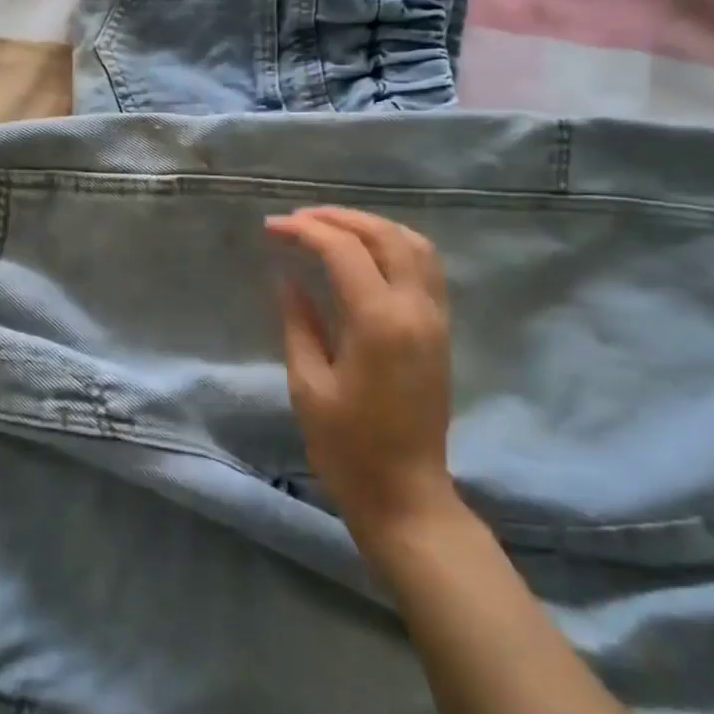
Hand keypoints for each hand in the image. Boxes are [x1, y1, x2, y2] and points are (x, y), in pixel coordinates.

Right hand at [266, 207, 467, 555]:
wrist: (406, 495)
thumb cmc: (347, 447)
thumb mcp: (308, 384)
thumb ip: (298, 322)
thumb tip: (286, 277)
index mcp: (379, 322)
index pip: (344, 251)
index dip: (305, 231)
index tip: (272, 228)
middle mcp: (415, 309)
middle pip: (384, 235)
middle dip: (338, 218)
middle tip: (298, 219)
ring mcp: (435, 318)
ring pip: (414, 244)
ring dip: (372, 226)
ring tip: (331, 227)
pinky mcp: (441, 331)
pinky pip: (426, 267)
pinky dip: (395, 245)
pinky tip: (367, 253)